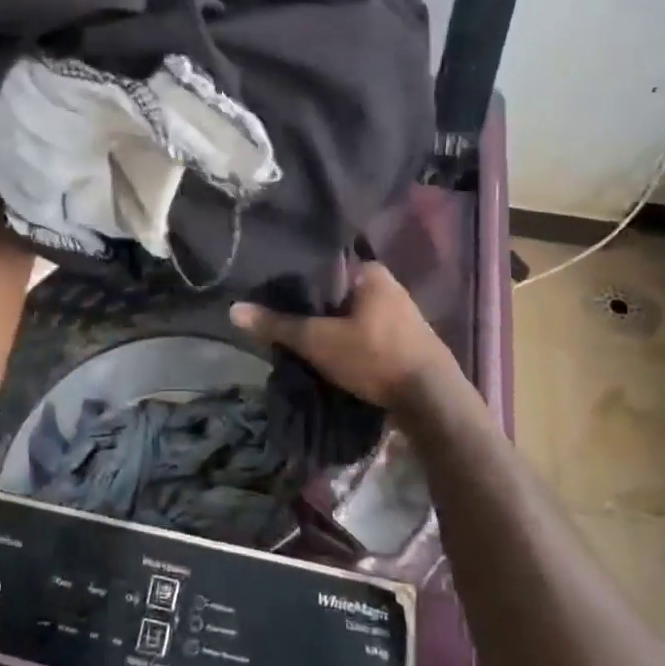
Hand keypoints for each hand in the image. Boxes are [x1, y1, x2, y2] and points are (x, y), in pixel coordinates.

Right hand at [229, 261, 462, 415]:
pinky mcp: (410, 341)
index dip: (301, 279)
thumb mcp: (318, 341)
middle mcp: (391, 286)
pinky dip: (353, 341)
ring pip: (356, 314)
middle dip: (318, 306)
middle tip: (287, 317)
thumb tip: (233, 310)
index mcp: (371, 272)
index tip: (277, 291)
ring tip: (306, 337)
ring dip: (336, 326)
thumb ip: (278, 325)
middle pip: (341, 291)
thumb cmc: (374, 356)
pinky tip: (337, 354)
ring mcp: (404, 314)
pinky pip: (371, 333)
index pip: (327, 265)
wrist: (431, 400)